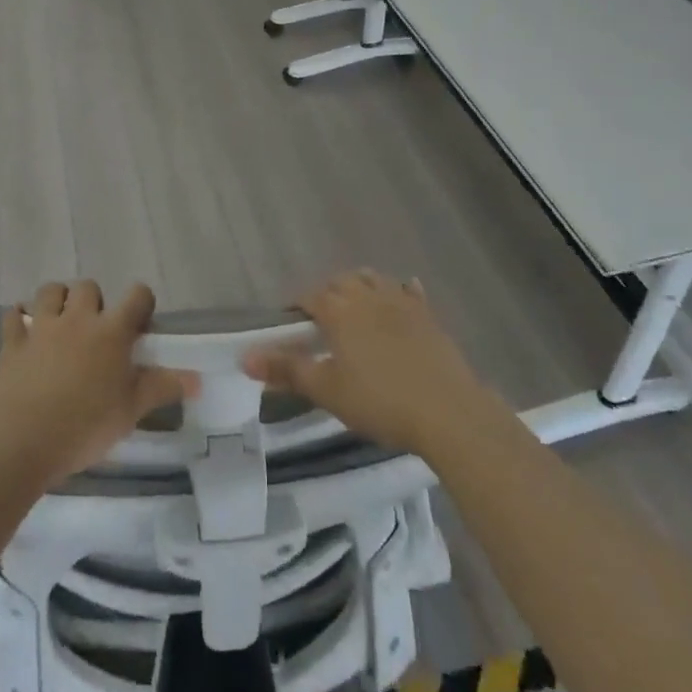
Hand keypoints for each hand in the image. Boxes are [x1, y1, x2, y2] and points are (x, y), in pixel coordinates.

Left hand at [0, 281, 197, 488]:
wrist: (23, 441)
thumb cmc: (85, 426)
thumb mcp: (131, 411)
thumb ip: (162, 388)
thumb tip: (198, 379)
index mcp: (111, 331)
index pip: (137, 296)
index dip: (142, 303)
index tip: (140, 324)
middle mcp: (78, 318)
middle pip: (88, 287)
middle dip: (94, 301)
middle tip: (97, 331)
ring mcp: (42, 327)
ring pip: (50, 290)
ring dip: (57, 300)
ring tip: (61, 323)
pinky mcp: (13, 341)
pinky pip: (14, 316)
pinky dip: (19, 318)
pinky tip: (24, 331)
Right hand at [243, 271, 496, 454]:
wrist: (447, 412)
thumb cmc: (379, 401)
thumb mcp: (327, 390)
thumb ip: (286, 370)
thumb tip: (244, 357)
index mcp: (339, 310)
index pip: (309, 296)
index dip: (297, 307)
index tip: (291, 324)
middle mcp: (367, 295)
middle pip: (340, 282)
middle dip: (327, 294)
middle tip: (322, 320)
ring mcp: (400, 302)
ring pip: (373, 279)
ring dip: (359, 285)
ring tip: (355, 304)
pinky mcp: (427, 315)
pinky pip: (410, 292)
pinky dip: (401, 291)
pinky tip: (402, 296)